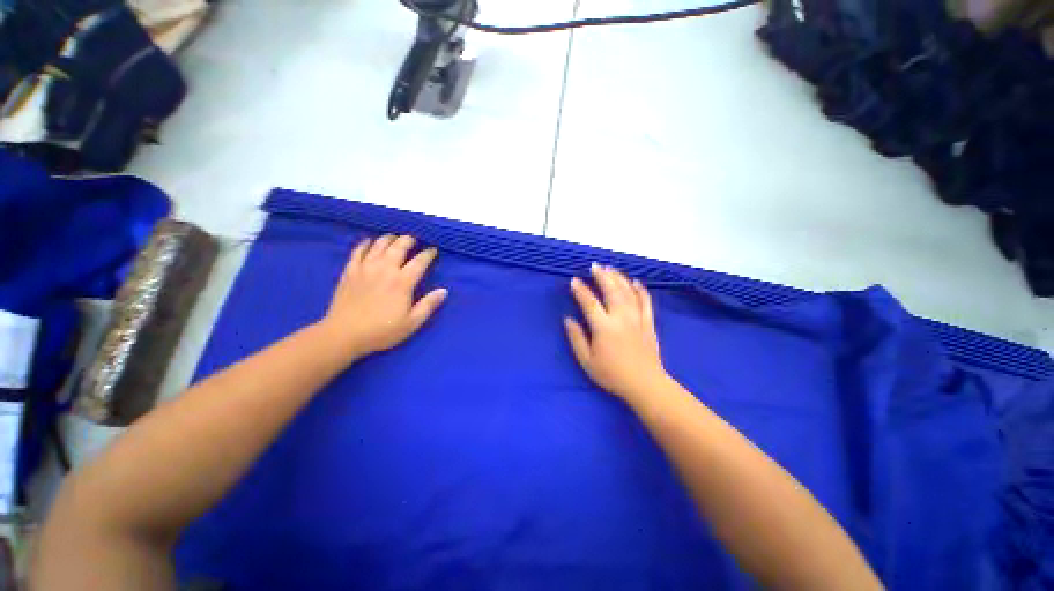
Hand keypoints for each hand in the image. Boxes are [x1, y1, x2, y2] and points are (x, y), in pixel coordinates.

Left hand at [320, 235, 446, 360]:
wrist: (344, 334)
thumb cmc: (381, 331)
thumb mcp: (411, 323)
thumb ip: (428, 305)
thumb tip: (444, 291)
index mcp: (402, 282)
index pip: (419, 262)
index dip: (428, 254)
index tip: (433, 251)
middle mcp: (385, 270)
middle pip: (399, 247)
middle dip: (408, 240)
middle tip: (414, 240)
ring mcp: (365, 268)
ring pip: (379, 245)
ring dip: (389, 239)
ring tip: (395, 238)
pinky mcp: (350, 271)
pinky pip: (358, 251)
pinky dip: (366, 244)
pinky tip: (370, 242)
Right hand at [564, 264, 668, 401]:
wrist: (644, 384)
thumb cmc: (612, 374)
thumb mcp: (587, 361)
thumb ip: (576, 338)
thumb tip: (567, 319)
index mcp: (604, 327)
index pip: (589, 302)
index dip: (580, 290)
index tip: (574, 280)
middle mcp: (621, 317)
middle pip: (611, 290)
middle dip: (601, 276)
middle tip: (594, 266)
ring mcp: (637, 318)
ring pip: (627, 292)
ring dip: (618, 278)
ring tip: (610, 268)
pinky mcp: (648, 322)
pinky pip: (645, 301)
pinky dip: (640, 289)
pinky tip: (635, 281)